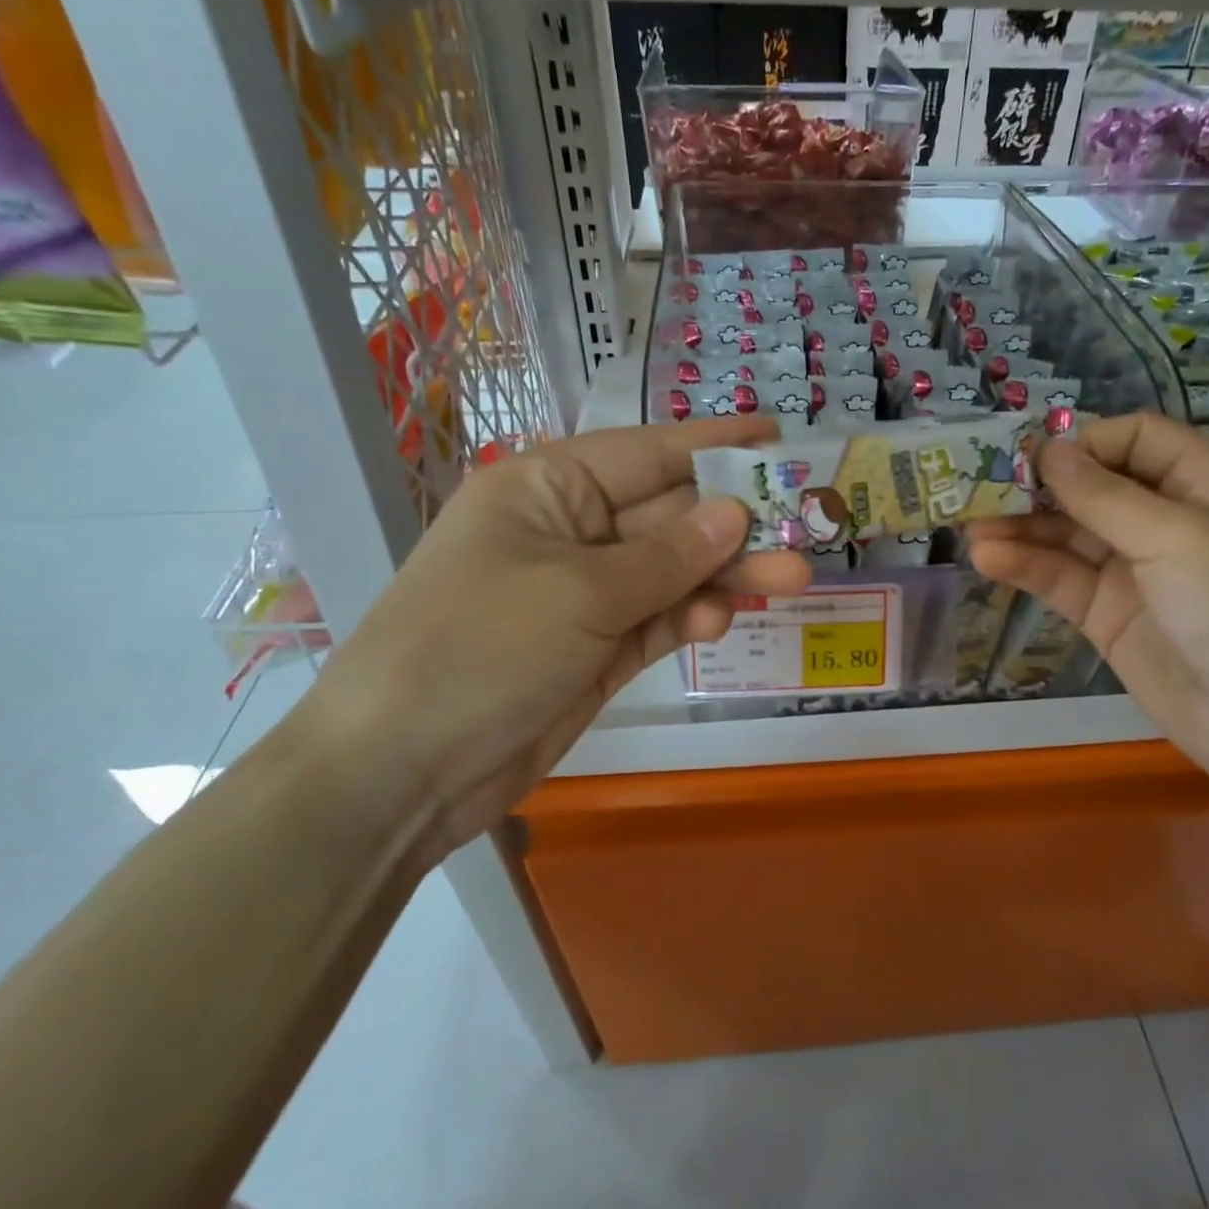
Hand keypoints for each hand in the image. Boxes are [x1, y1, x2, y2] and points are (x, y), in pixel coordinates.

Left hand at [294, 420, 808, 856]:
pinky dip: (690, 616)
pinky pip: (658, 618)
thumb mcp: (580, 593)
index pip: (647, 453)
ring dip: (725, 574)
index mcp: (547, 489)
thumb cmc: (480, 649)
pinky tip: (718, 619)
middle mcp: (569, 532)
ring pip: (672, 570)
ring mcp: (584, 594)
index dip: (715, 444)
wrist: (401, 772)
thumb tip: (734, 514)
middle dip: (735, 523)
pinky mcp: (596, 648)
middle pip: (669, 515)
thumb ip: (666, 556)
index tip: (778, 436)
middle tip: (807, 527)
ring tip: (790, 580)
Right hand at [966, 413, 1208, 790]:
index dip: (1082, 442)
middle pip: (1091, 486)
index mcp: (1203, 481)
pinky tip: (988, 558)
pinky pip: (1061, 578)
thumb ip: (1102, 494)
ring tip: (970, 526)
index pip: (1133, 439)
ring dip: (1020, 527)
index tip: (1030, 456)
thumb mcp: (1175, 534)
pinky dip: (1025, 566)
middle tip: (979, 487)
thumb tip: (1046, 449)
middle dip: (1037, 486)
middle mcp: (1166, 518)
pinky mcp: (1108, 614)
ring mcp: (1134, 569)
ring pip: (1067, 534)